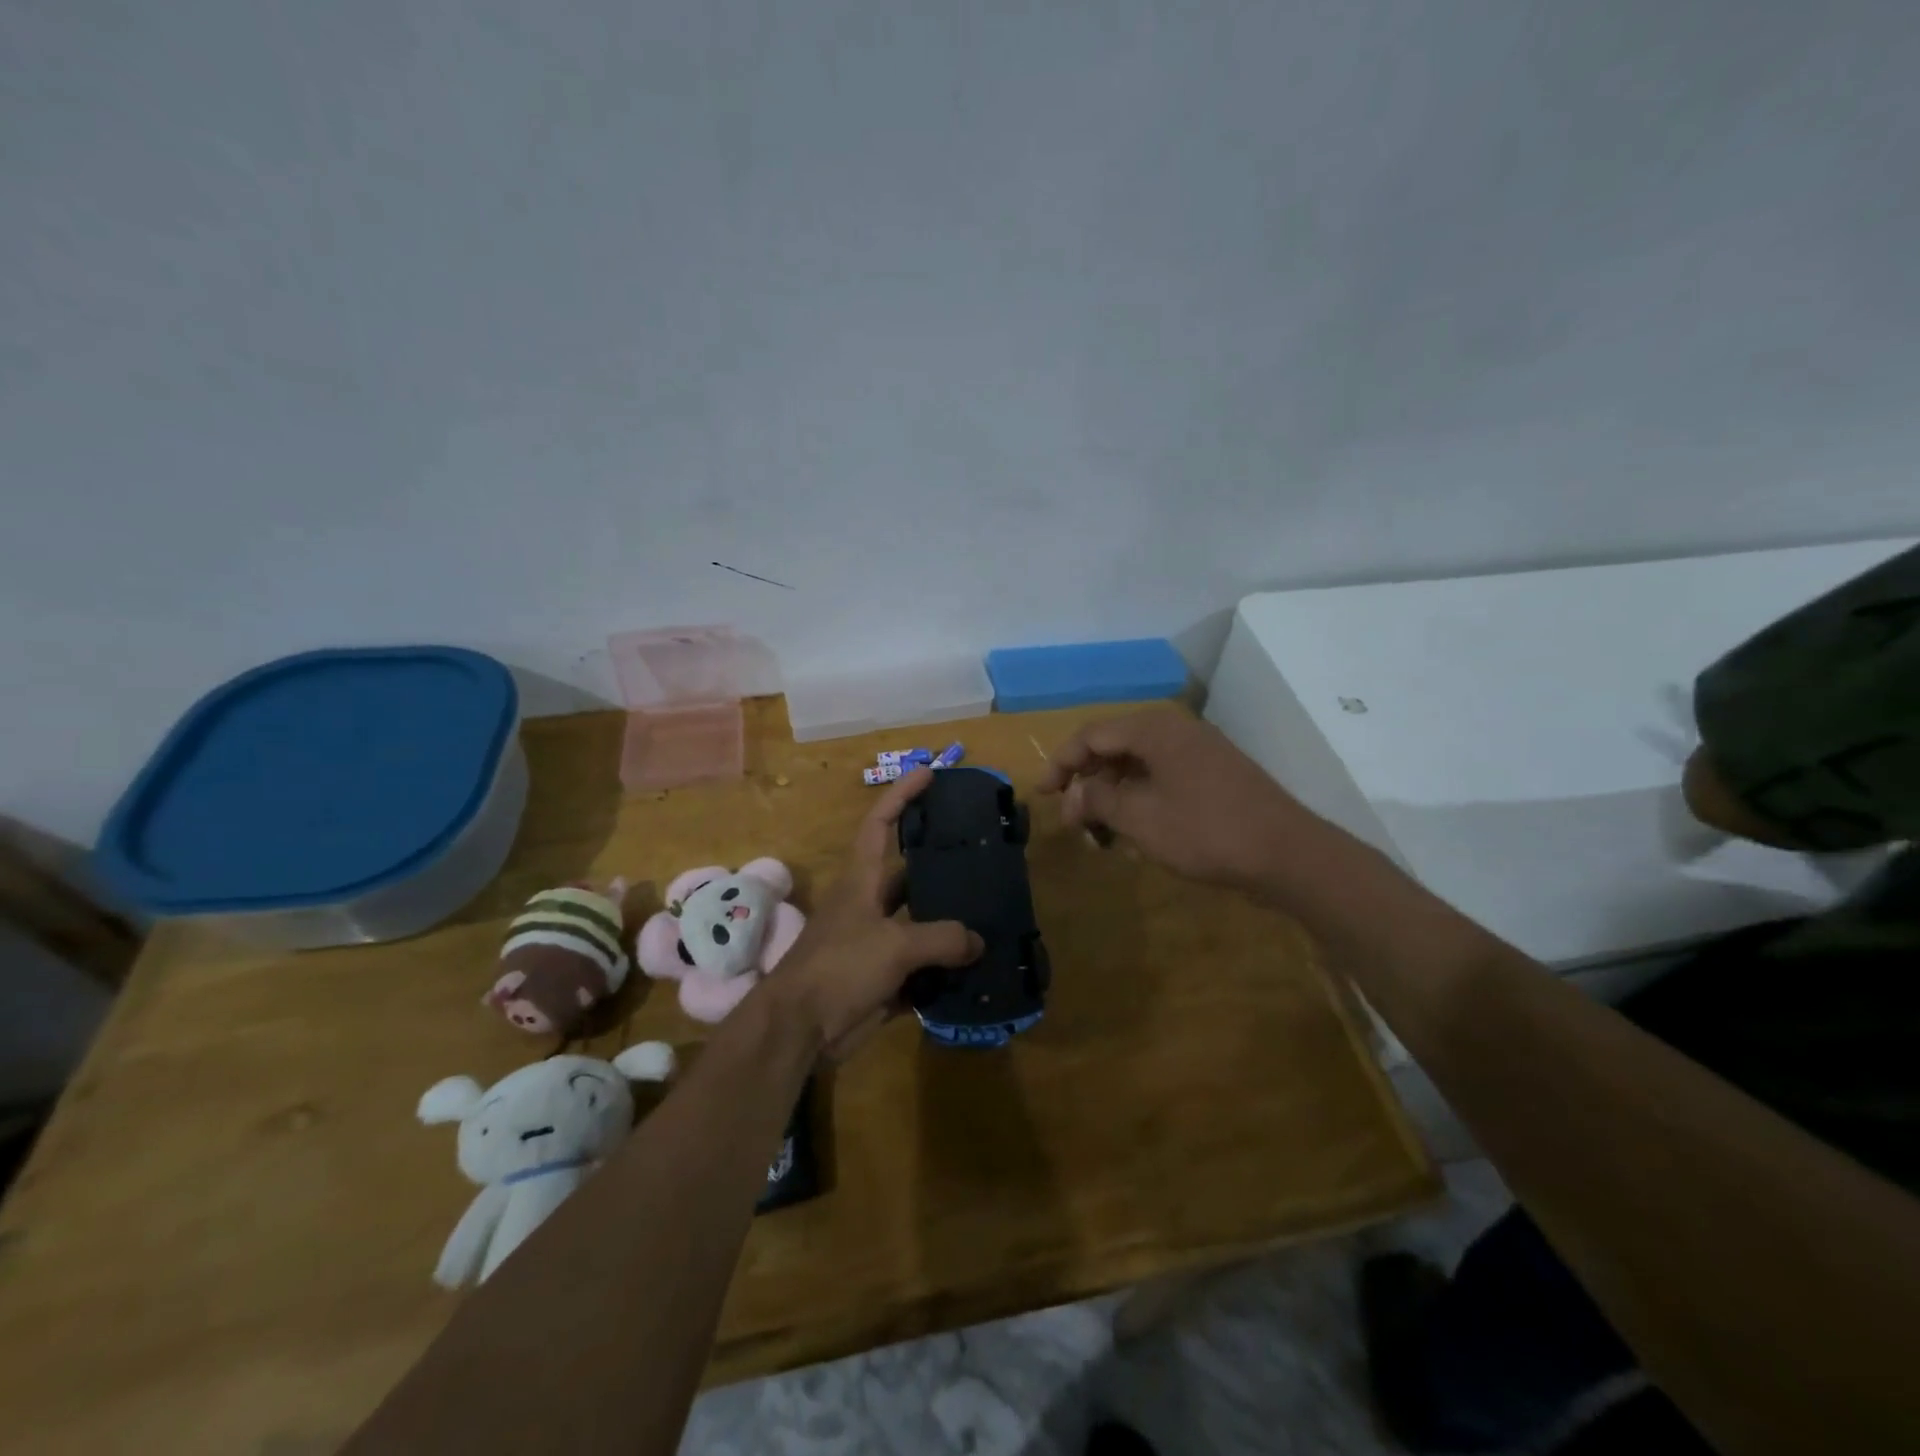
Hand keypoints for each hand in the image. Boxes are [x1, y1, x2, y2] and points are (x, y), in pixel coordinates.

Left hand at [772, 767, 982, 1059]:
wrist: (800, 1028)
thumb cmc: (839, 967)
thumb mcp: (894, 944)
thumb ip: (942, 938)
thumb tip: (978, 942)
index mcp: (862, 879)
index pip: (880, 823)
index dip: (902, 795)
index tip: (928, 773)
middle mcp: (870, 904)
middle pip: (910, 874)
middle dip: (942, 865)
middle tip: (983, 855)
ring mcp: (876, 942)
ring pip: (920, 923)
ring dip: (950, 922)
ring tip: (992, 912)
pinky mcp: (883, 978)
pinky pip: (922, 966)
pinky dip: (946, 967)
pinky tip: (978, 967)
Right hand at [1039, 707, 1316, 892]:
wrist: (1288, 854)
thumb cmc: (1206, 831)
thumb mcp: (1141, 818)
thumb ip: (1099, 801)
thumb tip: (1073, 795)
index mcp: (1155, 730)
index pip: (1092, 735)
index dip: (1061, 763)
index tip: (1041, 794)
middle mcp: (1175, 731)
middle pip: (1114, 746)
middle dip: (1087, 782)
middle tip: (1071, 819)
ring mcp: (1198, 752)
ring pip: (1138, 764)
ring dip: (1112, 794)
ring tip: (1099, 831)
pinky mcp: (1214, 774)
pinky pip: (1162, 777)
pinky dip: (1140, 798)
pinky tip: (1134, 830)